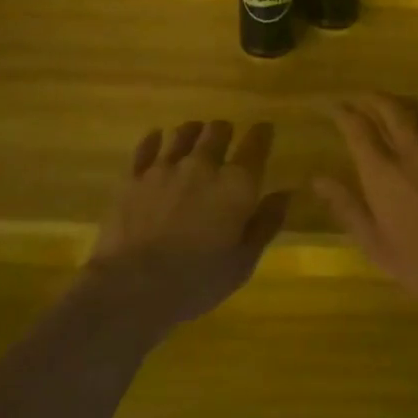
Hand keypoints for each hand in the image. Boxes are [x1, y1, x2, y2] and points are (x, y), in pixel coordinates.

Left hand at [87, 119, 289, 325]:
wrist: (133, 287)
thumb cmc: (197, 280)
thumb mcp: (244, 261)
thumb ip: (266, 223)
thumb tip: (284, 194)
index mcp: (236, 184)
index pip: (256, 144)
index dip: (262, 133)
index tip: (265, 129)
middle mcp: (203, 165)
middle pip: (217, 131)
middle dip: (225, 130)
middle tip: (226, 136)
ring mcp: (165, 168)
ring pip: (183, 133)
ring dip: (193, 132)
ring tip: (195, 135)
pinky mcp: (133, 177)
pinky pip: (146, 147)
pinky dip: (155, 140)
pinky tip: (157, 139)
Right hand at [314, 94, 417, 326]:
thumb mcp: (377, 246)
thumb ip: (347, 208)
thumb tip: (317, 179)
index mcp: (383, 171)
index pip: (357, 127)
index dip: (342, 112)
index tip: (333, 106)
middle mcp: (412, 149)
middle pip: (389, 107)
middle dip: (371, 98)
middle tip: (361, 98)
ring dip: (401, 101)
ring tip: (392, 103)